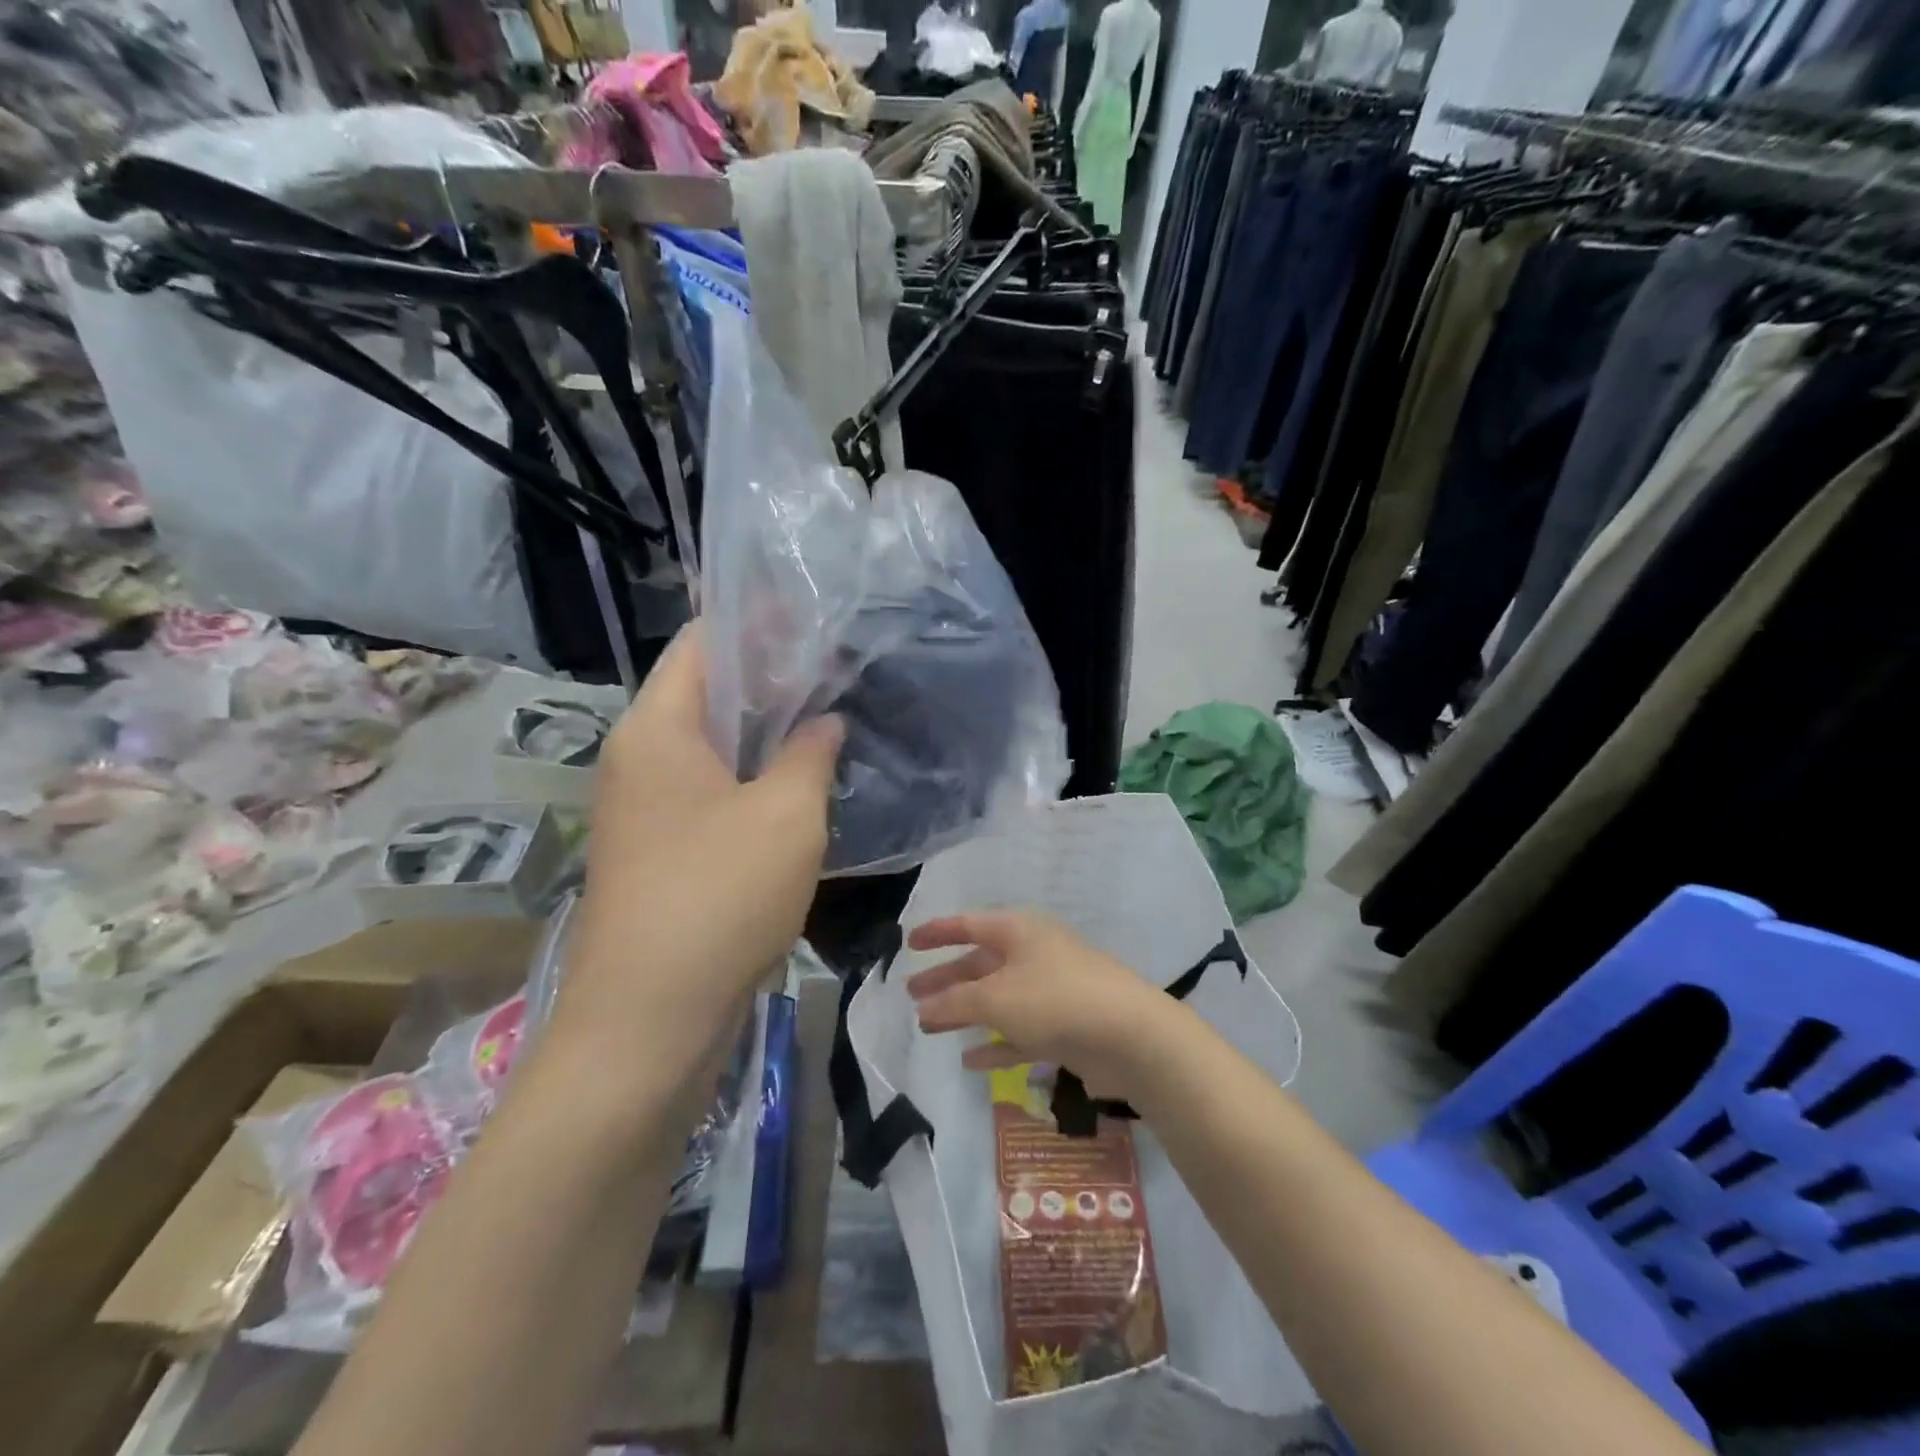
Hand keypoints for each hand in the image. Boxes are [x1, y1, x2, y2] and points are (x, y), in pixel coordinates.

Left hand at [558, 622, 843, 1050]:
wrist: (649, 1020)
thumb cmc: (719, 896)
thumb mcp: (787, 814)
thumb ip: (810, 753)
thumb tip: (824, 722)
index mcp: (656, 729)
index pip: (702, 642)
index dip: (758, 621)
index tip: (815, 617)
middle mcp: (638, 757)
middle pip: (705, 691)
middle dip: (770, 676)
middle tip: (836, 669)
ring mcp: (644, 807)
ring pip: (711, 746)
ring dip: (764, 731)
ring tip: (827, 717)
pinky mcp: (660, 850)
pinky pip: (710, 791)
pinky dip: (752, 776)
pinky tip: (799, 783)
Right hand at [904, 912, 1179, 1101]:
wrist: (1129, 1035)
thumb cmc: (1054, 1000)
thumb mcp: (995, 998)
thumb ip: (955, 1002)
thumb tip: (925, 1007)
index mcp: (1018, 931)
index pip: (969, 924)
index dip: (938, 932)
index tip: (909, 942)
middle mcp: (1034, 954)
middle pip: (980, 963)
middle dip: (946, 979)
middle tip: (912, 994)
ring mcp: (1051, 991)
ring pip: (997, 999)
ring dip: (964, 1011)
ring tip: (929, 1026)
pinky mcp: (1064, 1026)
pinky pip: (1019, 1032)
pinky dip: (995, 1043)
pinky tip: (970, 1061)